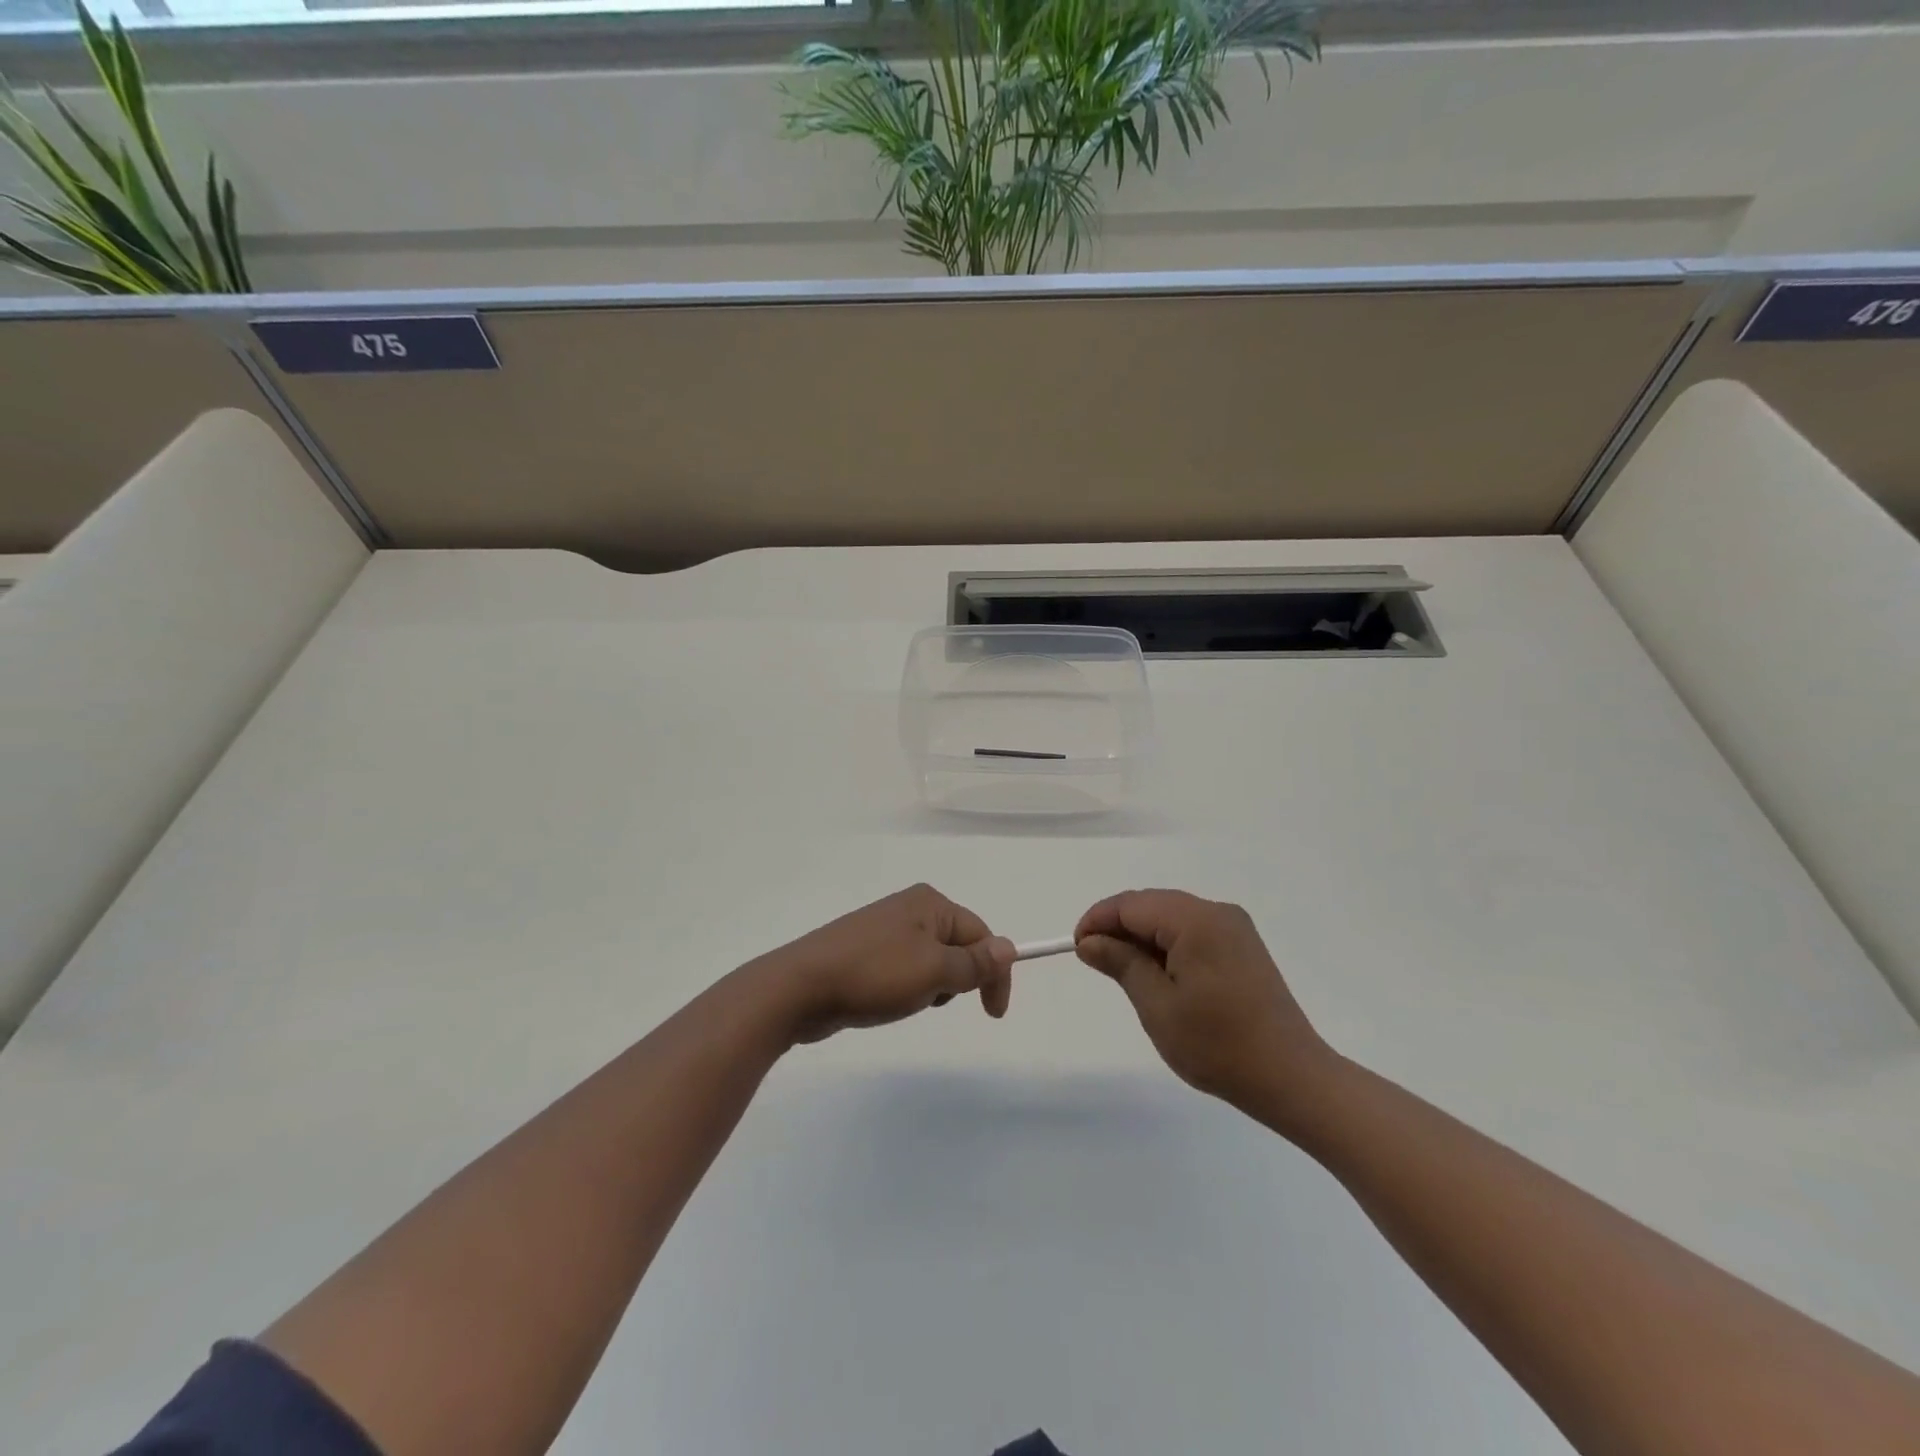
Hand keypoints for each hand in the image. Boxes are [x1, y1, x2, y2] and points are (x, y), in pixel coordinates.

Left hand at [753, 884, 1015, 1044]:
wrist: (800, 988)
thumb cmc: (874, 974)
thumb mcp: (934, 971)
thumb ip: (974, 963)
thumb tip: (1009, 947)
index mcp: (930, 903)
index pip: (981, 934)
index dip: (994, 973)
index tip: (993, 1014)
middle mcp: (909, 908)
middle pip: (957, 946)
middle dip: (957, 979)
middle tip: (933, 999)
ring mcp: (884, 929)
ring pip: (931, 962)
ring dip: (931, 987)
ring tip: (904, 1000)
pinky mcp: (865, 952)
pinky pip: (905, 970)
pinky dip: (907, 989)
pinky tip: (885, 1001)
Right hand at [1075, 889, 1335, 1120]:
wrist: (1292, 1078)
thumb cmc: (1218, 1045)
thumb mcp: (1157, 1006)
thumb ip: (1121, 963)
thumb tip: (1089, 941)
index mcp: (1196, 920)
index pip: (1132, 904)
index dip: (1098, 920)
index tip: (1076, 947)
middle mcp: (1217, 912)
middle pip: (1152, 905)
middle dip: (1118, 927)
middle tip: (1094, 961)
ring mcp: (1234, 928)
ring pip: (1172, 917)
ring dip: (1142, 937)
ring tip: (1123, 971)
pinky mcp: (1243, 946)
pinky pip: (1193, 931)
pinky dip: (1167, 944)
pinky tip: (1159, 975)